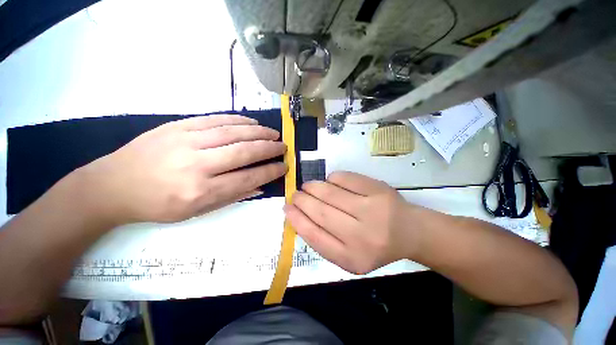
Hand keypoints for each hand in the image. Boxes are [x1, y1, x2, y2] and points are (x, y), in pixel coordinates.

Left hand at [77, 115, 285, 224]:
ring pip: (233, 132)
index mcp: (201, 191)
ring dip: (258, 132)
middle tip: (283, 147)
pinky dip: (238, 120)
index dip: (270, 171)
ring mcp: (186, 141)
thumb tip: (260, 186)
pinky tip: (252, 122)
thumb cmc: (157, 205)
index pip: (248, 178)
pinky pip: (215, 120)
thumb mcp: (196, 212)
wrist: (113, 185)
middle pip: (244, 152)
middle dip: (269, 149)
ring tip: (273, 133)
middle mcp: (197, 165)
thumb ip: (232, 196)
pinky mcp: (177, 126)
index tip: (284, 166)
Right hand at [284, 171, 422, 274]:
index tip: (286, 208)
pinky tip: (330, 182)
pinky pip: (344, 179)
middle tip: (295, 194)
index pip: (314, 236)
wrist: (409, 232)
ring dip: (313, 187)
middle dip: (302, 200)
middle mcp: (362, 236)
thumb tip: (298, 215)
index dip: (296, 219)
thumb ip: (323, 239)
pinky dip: (331, 179)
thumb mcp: (348, 255)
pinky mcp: (378, 190)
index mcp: (352, 258)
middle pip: (321, 212)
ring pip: (330, 193)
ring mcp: (372, 210)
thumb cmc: (374, 245)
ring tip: (308, 187)